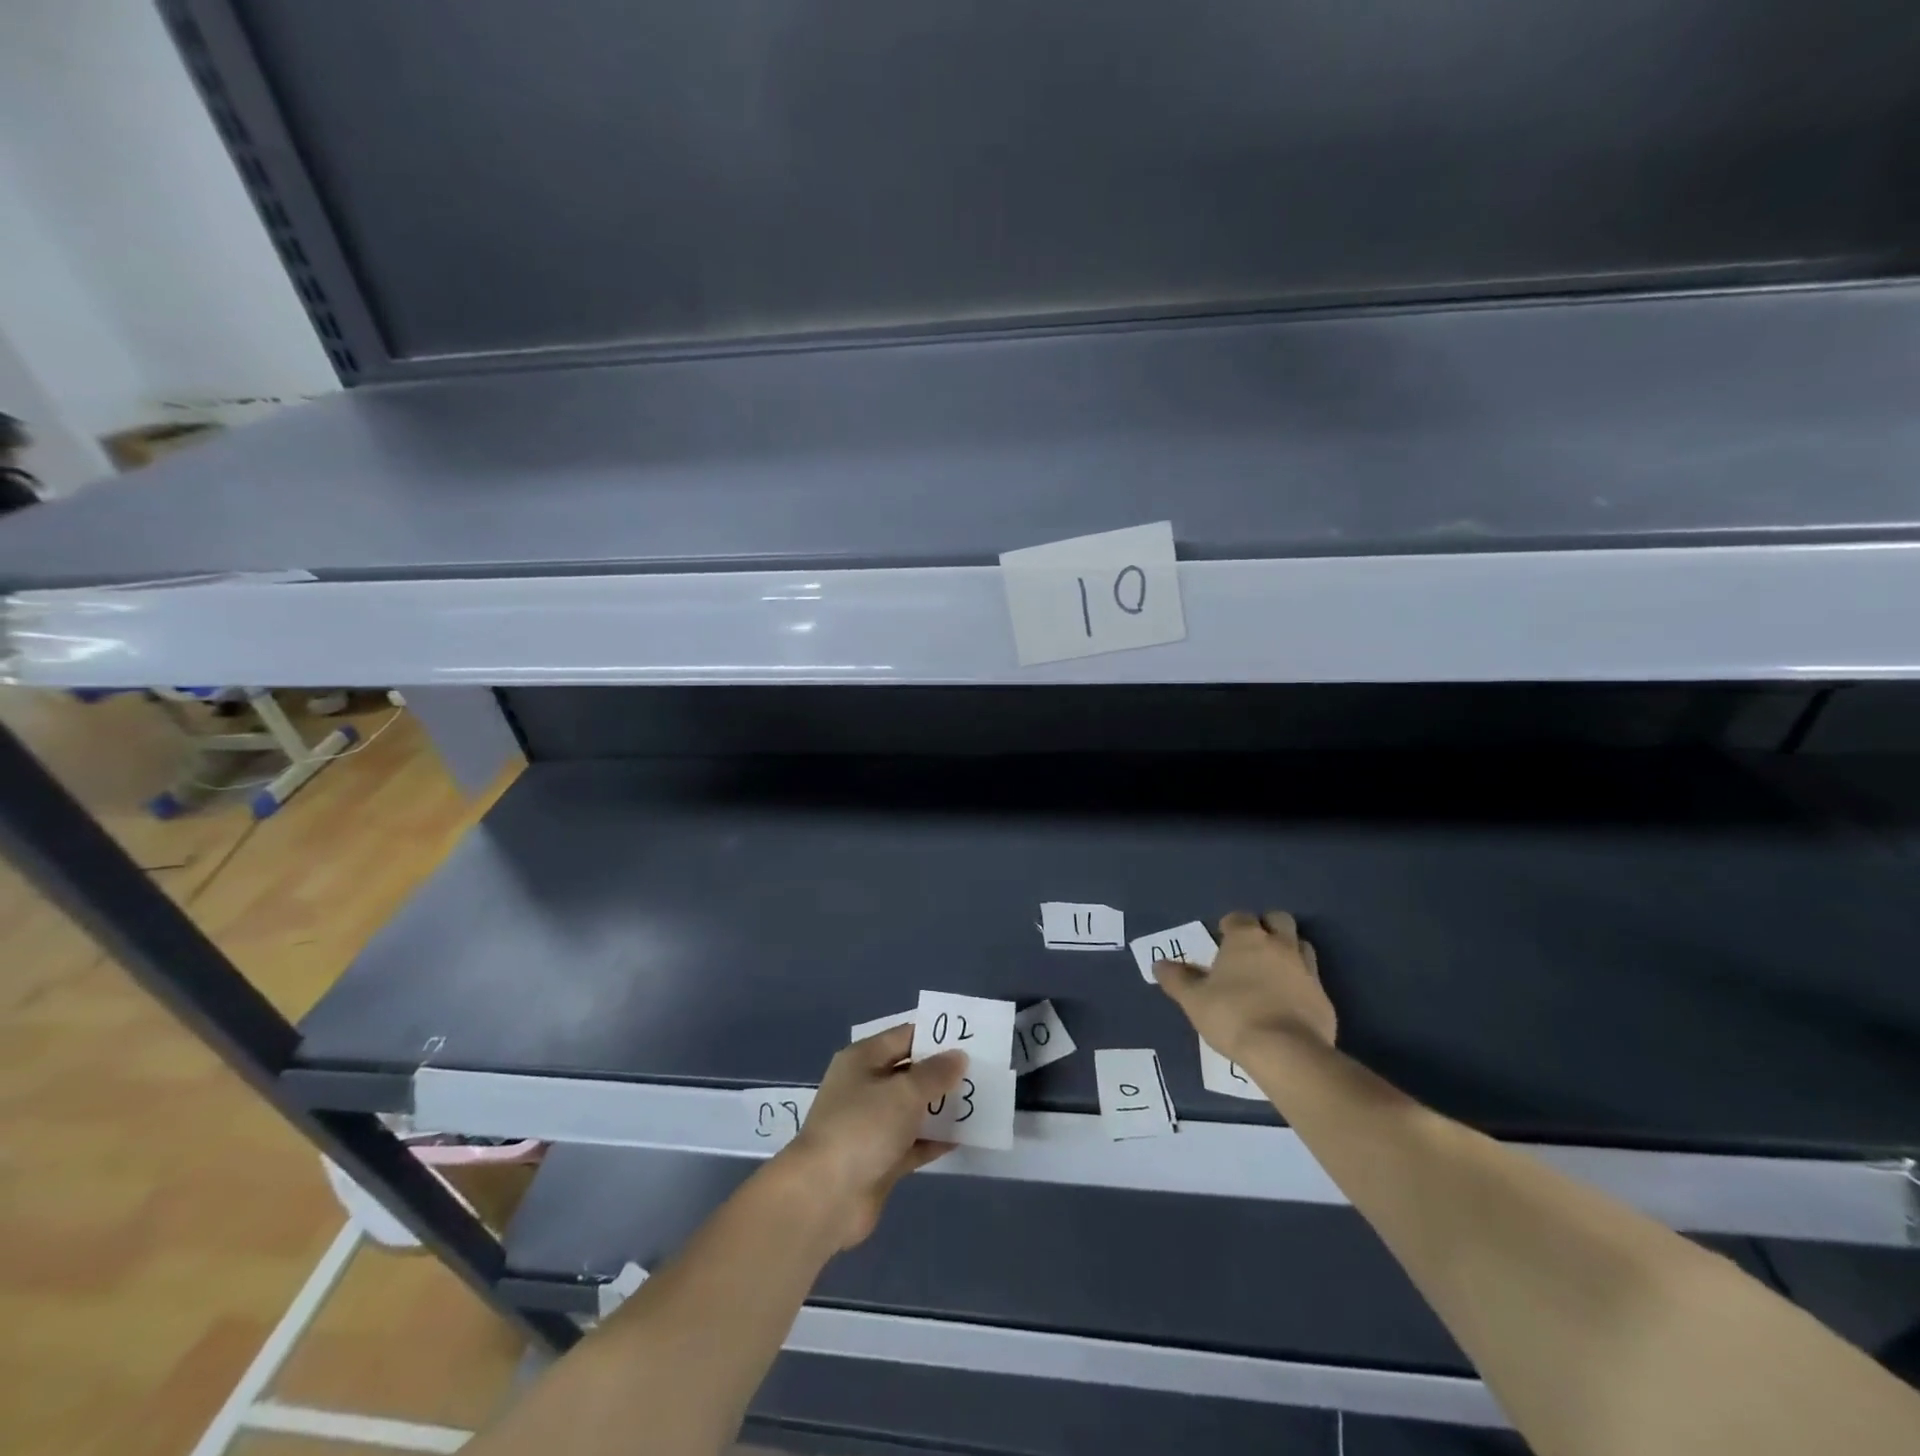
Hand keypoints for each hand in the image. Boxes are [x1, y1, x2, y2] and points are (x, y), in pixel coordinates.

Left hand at [778, 1025, 965, 1247]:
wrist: (824, 1198)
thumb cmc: (862, 1129)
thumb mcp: (904, 1092)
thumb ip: (935, 1073)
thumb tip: (959, 1056)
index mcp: (862, 1060)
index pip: (904, 1037)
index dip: (935, 1037)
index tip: (970, 1041)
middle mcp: (865, 1088)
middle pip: (909, 1073)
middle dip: (942, 1073)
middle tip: (981, 1072)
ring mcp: (871, 1126)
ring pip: (913, 1109)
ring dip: (941, 1107)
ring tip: (979, 1102)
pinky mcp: (879, 1160)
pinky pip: (913, 1143)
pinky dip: (934, 1140)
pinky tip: (963, 1137)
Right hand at [1153, 911, 1335, 1063]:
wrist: (1286, 1052)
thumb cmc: (1233, 1016)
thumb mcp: (1194, 1000)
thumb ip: (1177, 979)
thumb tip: (1159, 964)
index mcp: (1247, 938)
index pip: (1239, 917)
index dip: (1230, 926)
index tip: (1222, 941)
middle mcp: (1279, 945)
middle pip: (1279, 920)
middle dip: (1267, 927)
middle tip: (1252, 949)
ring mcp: (1306, 970)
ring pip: (1301, 945)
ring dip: (1289, 950)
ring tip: (1273, 971)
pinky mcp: (1323, 997)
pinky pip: (1312, 979)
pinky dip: (1301, 983)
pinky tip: (1289, 1002)